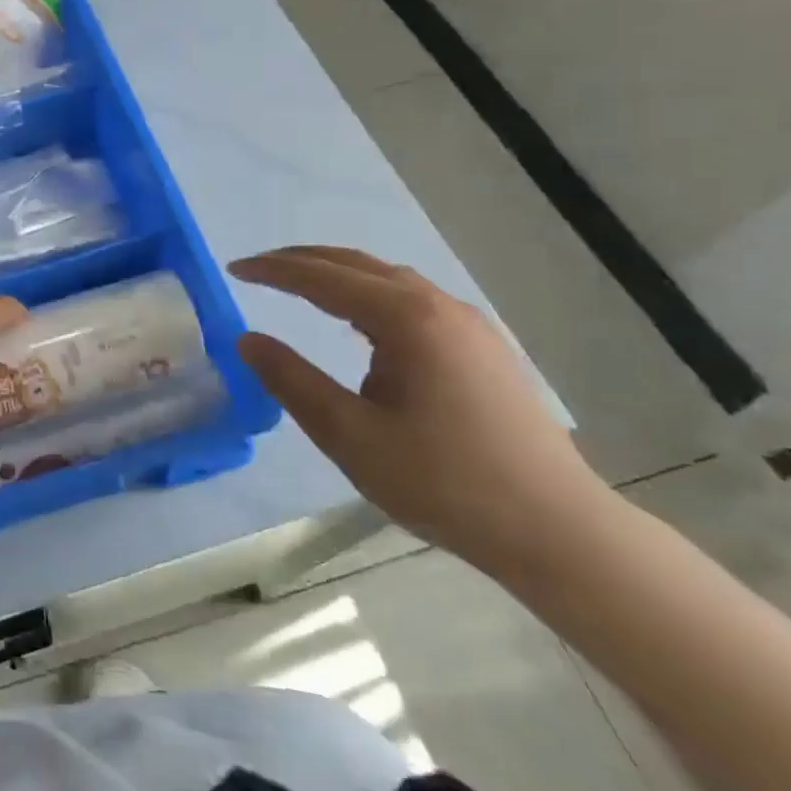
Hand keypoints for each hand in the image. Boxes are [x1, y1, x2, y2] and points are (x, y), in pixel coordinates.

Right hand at [229, 245, 617, 579]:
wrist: (556, 529)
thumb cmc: (444, 482)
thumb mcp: (350, 436)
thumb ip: (292, 381)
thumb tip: (247, 339)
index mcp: (406, 320)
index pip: (323, 278)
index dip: (274, 271)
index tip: (234, 270)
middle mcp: (439, 307)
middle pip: (358, 265)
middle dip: (302, 261)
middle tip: (257, 269)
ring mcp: (468, 325)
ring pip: (389, 279)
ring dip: (338, 275)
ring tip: (298, 286)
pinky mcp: (483, 347)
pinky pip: (413, 300)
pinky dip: (369, 294)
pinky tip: (359, 322)